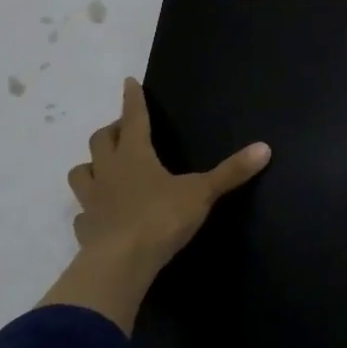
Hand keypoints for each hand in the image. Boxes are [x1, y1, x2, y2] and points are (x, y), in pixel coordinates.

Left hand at [67, 77, 270, 276]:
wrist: (120, 265)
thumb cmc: (161, 218)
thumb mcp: (202, 192)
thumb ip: (231, 171)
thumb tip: (265, 147)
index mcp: (135, 155)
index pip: (133, 118)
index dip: (133, 100)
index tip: (128, 82)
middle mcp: (108, 171)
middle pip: (100, 140)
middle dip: (112, 130)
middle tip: (124, 130)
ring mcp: (92, 200)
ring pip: (82, 172)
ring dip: (92, 165)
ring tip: (105, 167)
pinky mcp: (85, 229)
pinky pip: (82, 212)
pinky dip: (90, 207)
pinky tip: (100, 213)